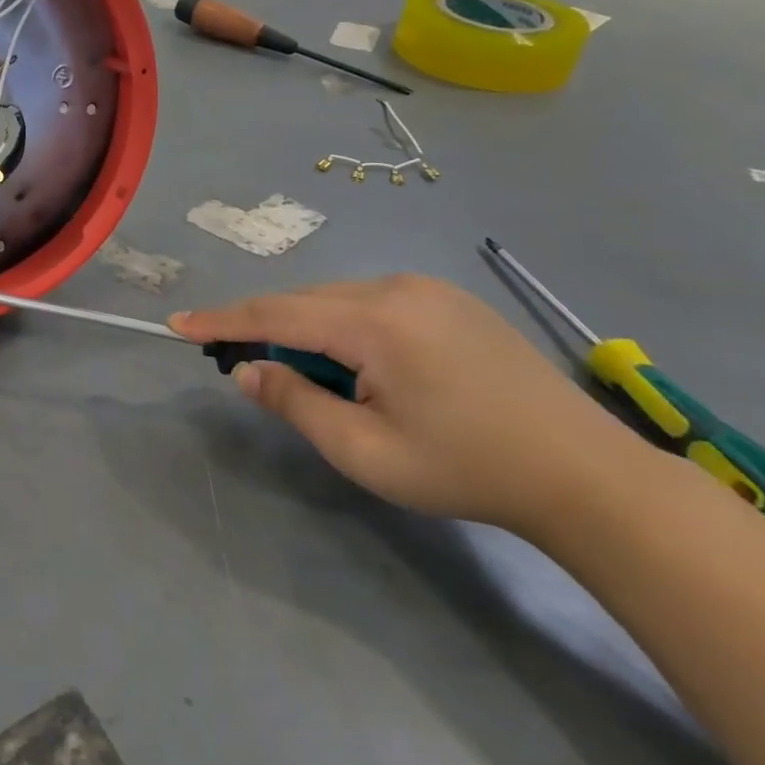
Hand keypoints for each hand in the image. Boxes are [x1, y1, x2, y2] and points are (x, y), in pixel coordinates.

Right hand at [170, 275, 645, 532]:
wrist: (587, 477)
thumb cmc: (467, 469)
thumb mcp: (364, 451)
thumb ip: (295, 402)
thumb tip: (246, 370)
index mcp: (374, 320)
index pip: (275, 312)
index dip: (221, 319)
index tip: (177, 324)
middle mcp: (397, 287)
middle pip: (305, 301)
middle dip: (270, 331)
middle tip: (248, 368)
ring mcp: (428, 288)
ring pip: (337, 299)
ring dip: (311, 331)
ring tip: (318, 380)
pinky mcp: (450, 299)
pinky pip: (372, 302)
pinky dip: (346, 327)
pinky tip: (364, 366)